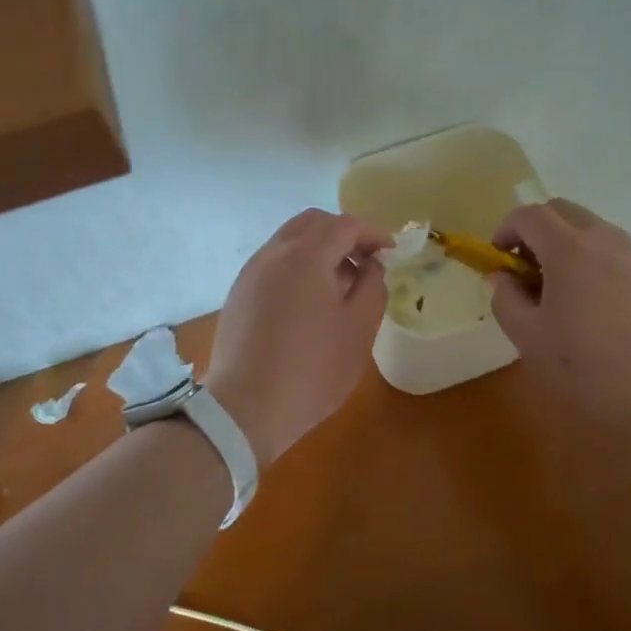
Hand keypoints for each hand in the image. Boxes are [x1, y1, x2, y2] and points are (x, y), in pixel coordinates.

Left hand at [205, 209, 392, 467]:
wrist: (245, 408)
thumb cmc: (311, 369)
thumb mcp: (358, 329)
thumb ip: (372, 286)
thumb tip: (370, 265)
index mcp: (306, 255)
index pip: (345, 225)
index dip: (373, 233)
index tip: (391, 252)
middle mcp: (275, 252)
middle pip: (313, 223)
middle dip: (344, 234)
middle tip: (365, 261)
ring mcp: (252, 271)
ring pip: (290, 239)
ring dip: (319, 248)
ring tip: (340, 283)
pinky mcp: (240, 292)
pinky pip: (274, 261)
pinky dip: (298, 264)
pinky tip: (310, 300)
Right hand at [490, 199, 630, 412]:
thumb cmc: (591, 366)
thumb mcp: (530, 340)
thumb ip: (506, 300)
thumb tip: (503, 277)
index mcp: (569, 248)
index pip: (528, 215)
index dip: (506, 231)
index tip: (500, 263)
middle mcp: (606, 239)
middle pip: (563, 211)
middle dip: (538, 232)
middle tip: (530, 274)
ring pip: (595, 232)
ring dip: (571, 249)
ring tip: (568, 297)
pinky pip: (621, 256)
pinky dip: (602, 267)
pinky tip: (607, 314)